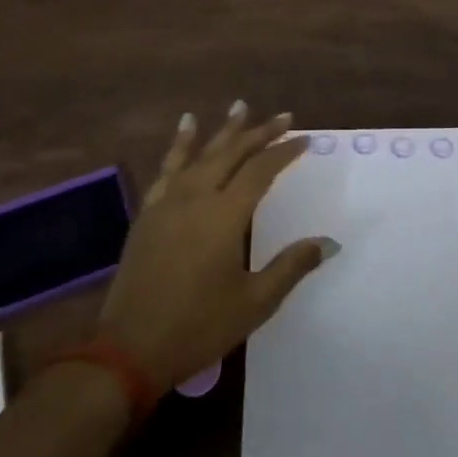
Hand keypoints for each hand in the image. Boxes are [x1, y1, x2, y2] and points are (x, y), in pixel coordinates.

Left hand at [94, 103, 331, 391]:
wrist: (129, 350)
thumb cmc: (198, 327)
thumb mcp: (254, 302)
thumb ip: (292, 266)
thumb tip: (329, 242)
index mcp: (225, 216)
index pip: (261, 171)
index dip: (284, 152)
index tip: (305, 138)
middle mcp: (196, 198)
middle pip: (233, 154)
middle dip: (260, 133)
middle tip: (283, 116)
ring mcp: (168, 203)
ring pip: (201, 154)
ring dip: (223, 130)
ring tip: (239, 105)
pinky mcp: (148, 214)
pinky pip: (167, 168)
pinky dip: (179, 145)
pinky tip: (185, 129)